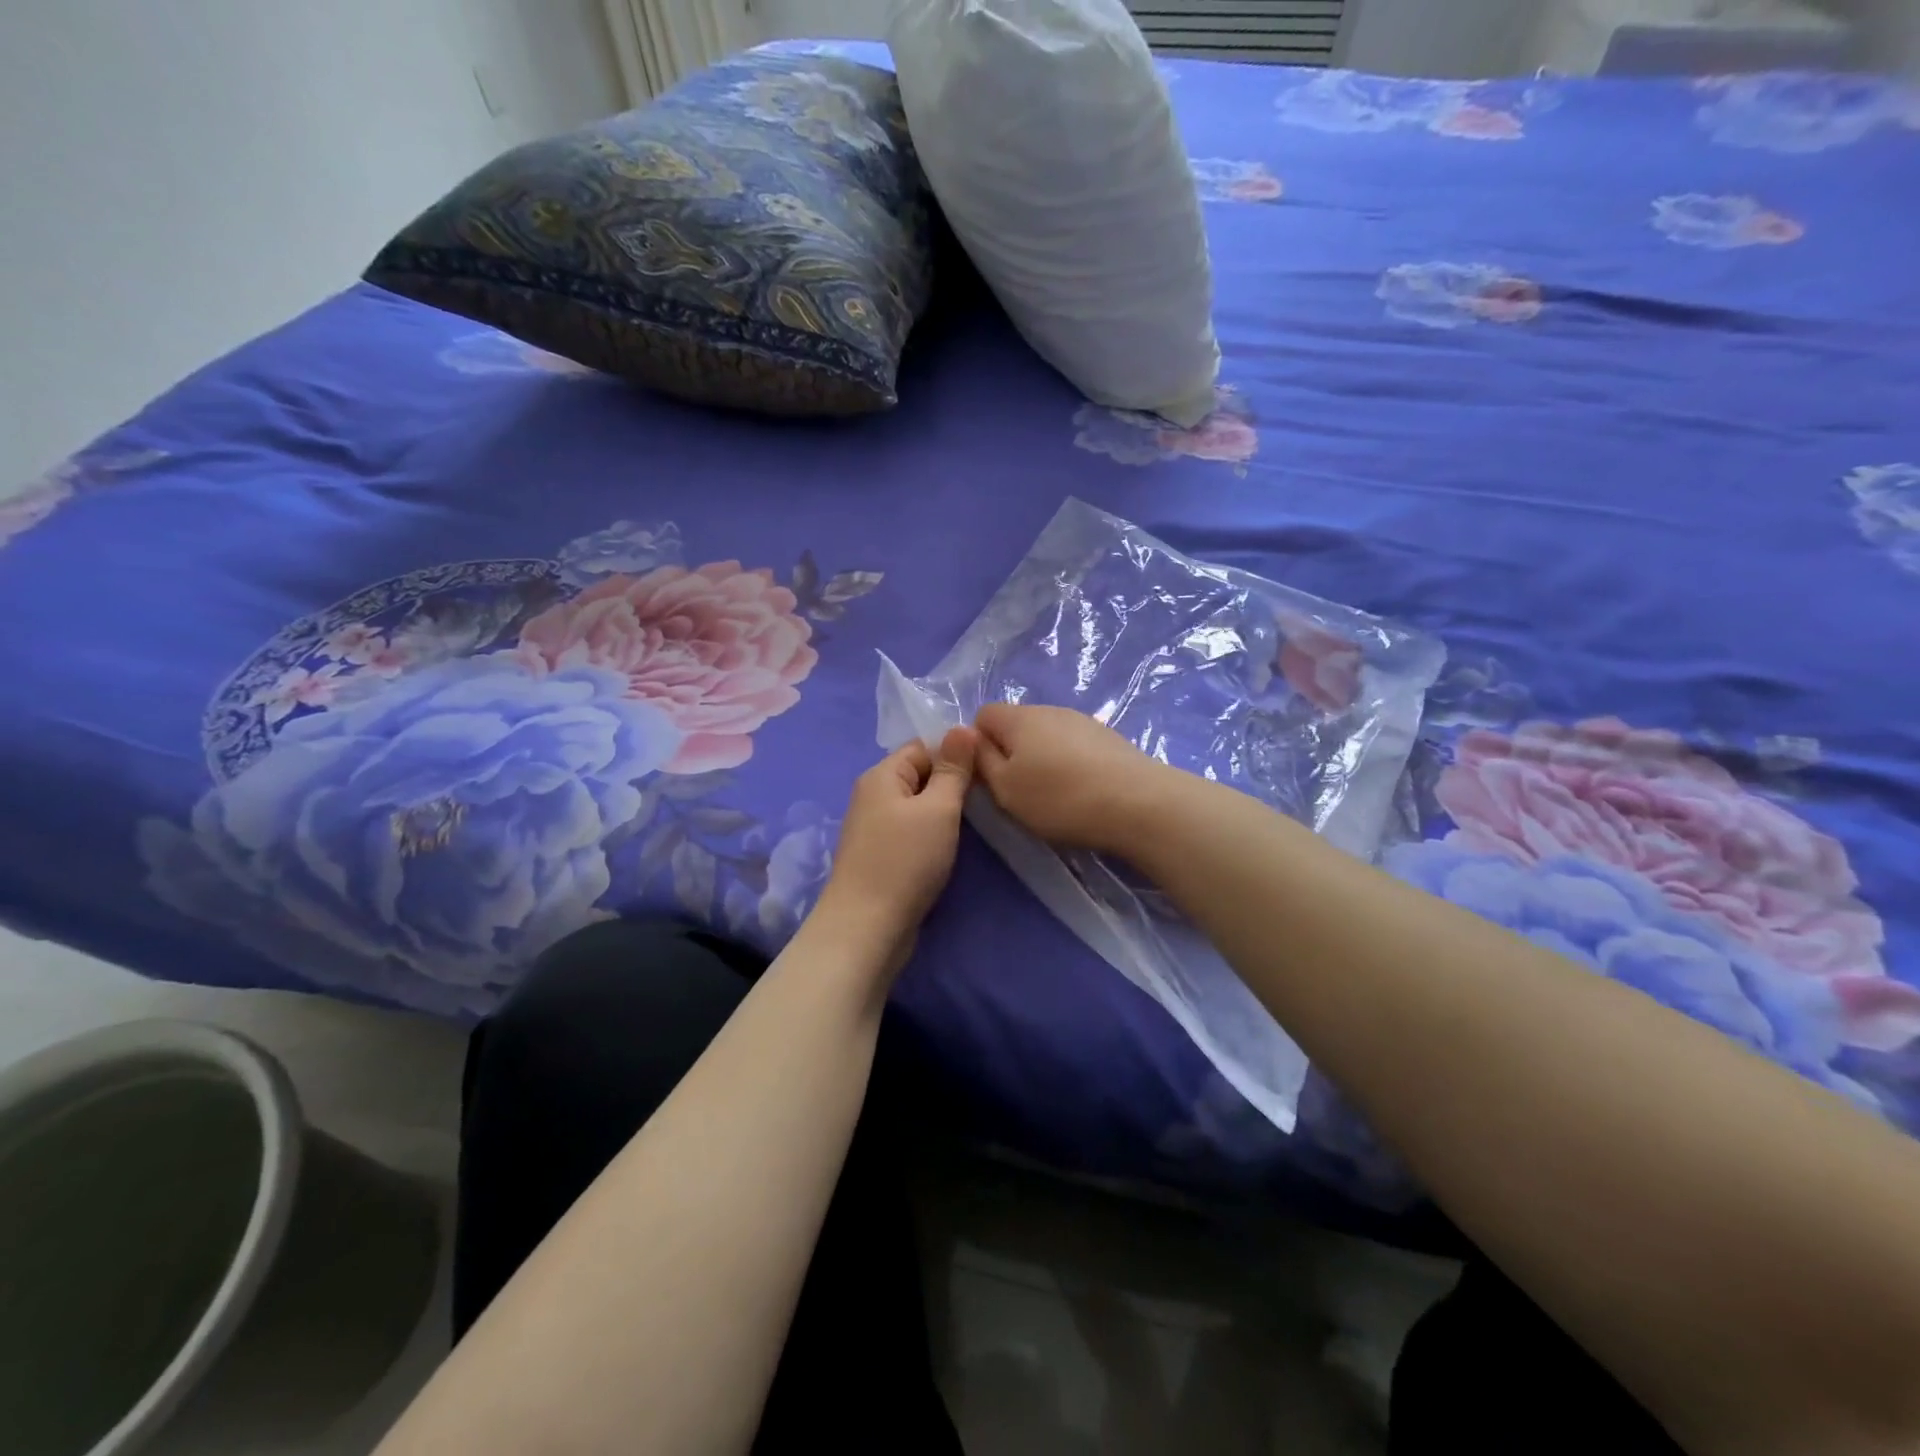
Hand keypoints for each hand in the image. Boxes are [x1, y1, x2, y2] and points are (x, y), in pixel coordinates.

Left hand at [813, 726, 978, 966]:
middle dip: (951, 784)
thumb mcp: (938, 809)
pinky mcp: (880, 854)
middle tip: (986, 799)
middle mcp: (873, 794)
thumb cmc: (906, 861)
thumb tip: (963, 728)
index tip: (986, 772)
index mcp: (882, 774)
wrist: (867, 927)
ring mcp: (874, 826)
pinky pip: (910, 830)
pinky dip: (931, 834)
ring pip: (917, 805)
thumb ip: (953, 769)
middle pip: (919, 774)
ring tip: (972, 823)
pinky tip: (948, 847)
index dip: (955, 754)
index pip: (923, 746)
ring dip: (943, 812)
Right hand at [974, 703, 1170, 855]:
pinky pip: (1074, 746)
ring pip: (1047, 736)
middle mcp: (1050, 709)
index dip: (977, 745)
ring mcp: (1083, 721)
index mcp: (1019, 717)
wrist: (1138, 803)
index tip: (988, 777)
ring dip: (1042, 759)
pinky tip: (1083, 791)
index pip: (983, 715)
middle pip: (1017, 725)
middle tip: (1019, 792)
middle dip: (1011, 753)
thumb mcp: (1005, 789)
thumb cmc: (1060, 798)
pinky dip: (1070, 765)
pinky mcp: (1109, 738)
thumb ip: (981, 761)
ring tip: (1054, 796)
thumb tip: (971, 738)